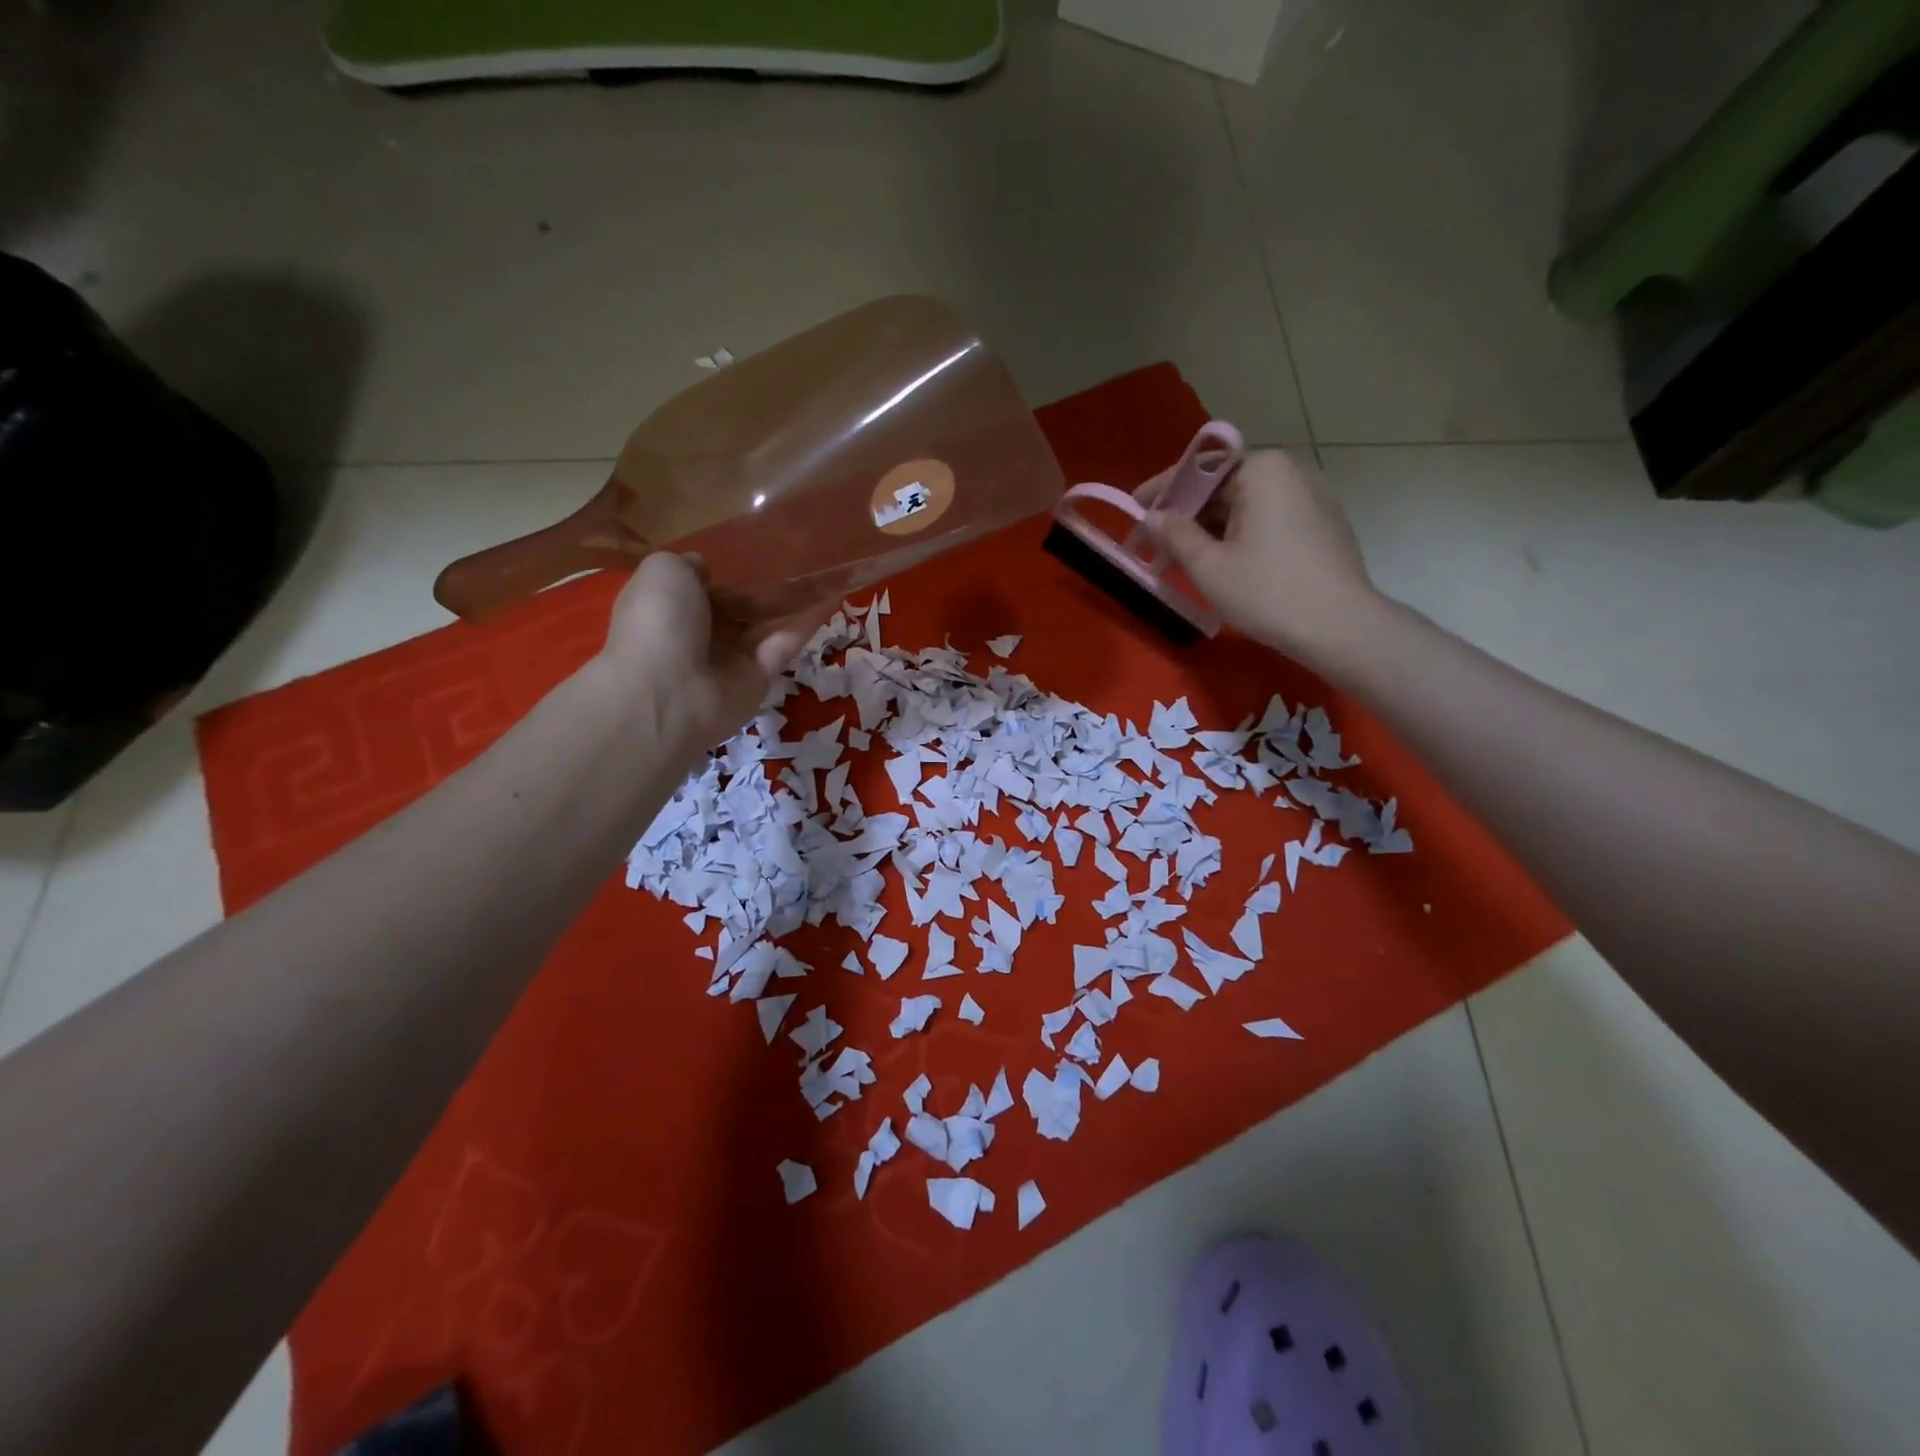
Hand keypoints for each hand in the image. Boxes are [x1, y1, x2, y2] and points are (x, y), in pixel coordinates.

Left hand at [595, 552, 812, 758]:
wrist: (669, 691)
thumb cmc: (660, 622)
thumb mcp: (664, 571)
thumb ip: (689, 566)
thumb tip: (705, 569)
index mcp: (668, 610)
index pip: (699, 590)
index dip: (722, 574)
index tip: (749, 555)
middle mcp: (698, 635)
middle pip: (736, 609)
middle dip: (761, 589)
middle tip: (796, 561)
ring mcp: (729, 660)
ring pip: (763, 627)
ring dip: (789, 604)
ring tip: (823, 575)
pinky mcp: (759, 679)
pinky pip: (783, 647)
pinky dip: (804, 626)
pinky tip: (829, 599)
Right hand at [1143, 450, 1383, 671]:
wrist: (1340, 627)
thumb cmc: (1267, 592)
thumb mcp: (1209, 566)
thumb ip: (1176, 535)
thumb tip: (1154, 517)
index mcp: (1262, 470)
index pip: (1200, 469)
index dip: (1163, 490)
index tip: (1135, 507)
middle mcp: (1291, 471)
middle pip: (1225, 485)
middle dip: (1188, 512)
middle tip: (1156, 540)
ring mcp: (1313, 496)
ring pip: (1247, 505)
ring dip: (1212, 527)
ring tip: (1184, 556)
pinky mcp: (1324, 524)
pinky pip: (1270, 519)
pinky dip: (1241, 534)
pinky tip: (1224, 562)